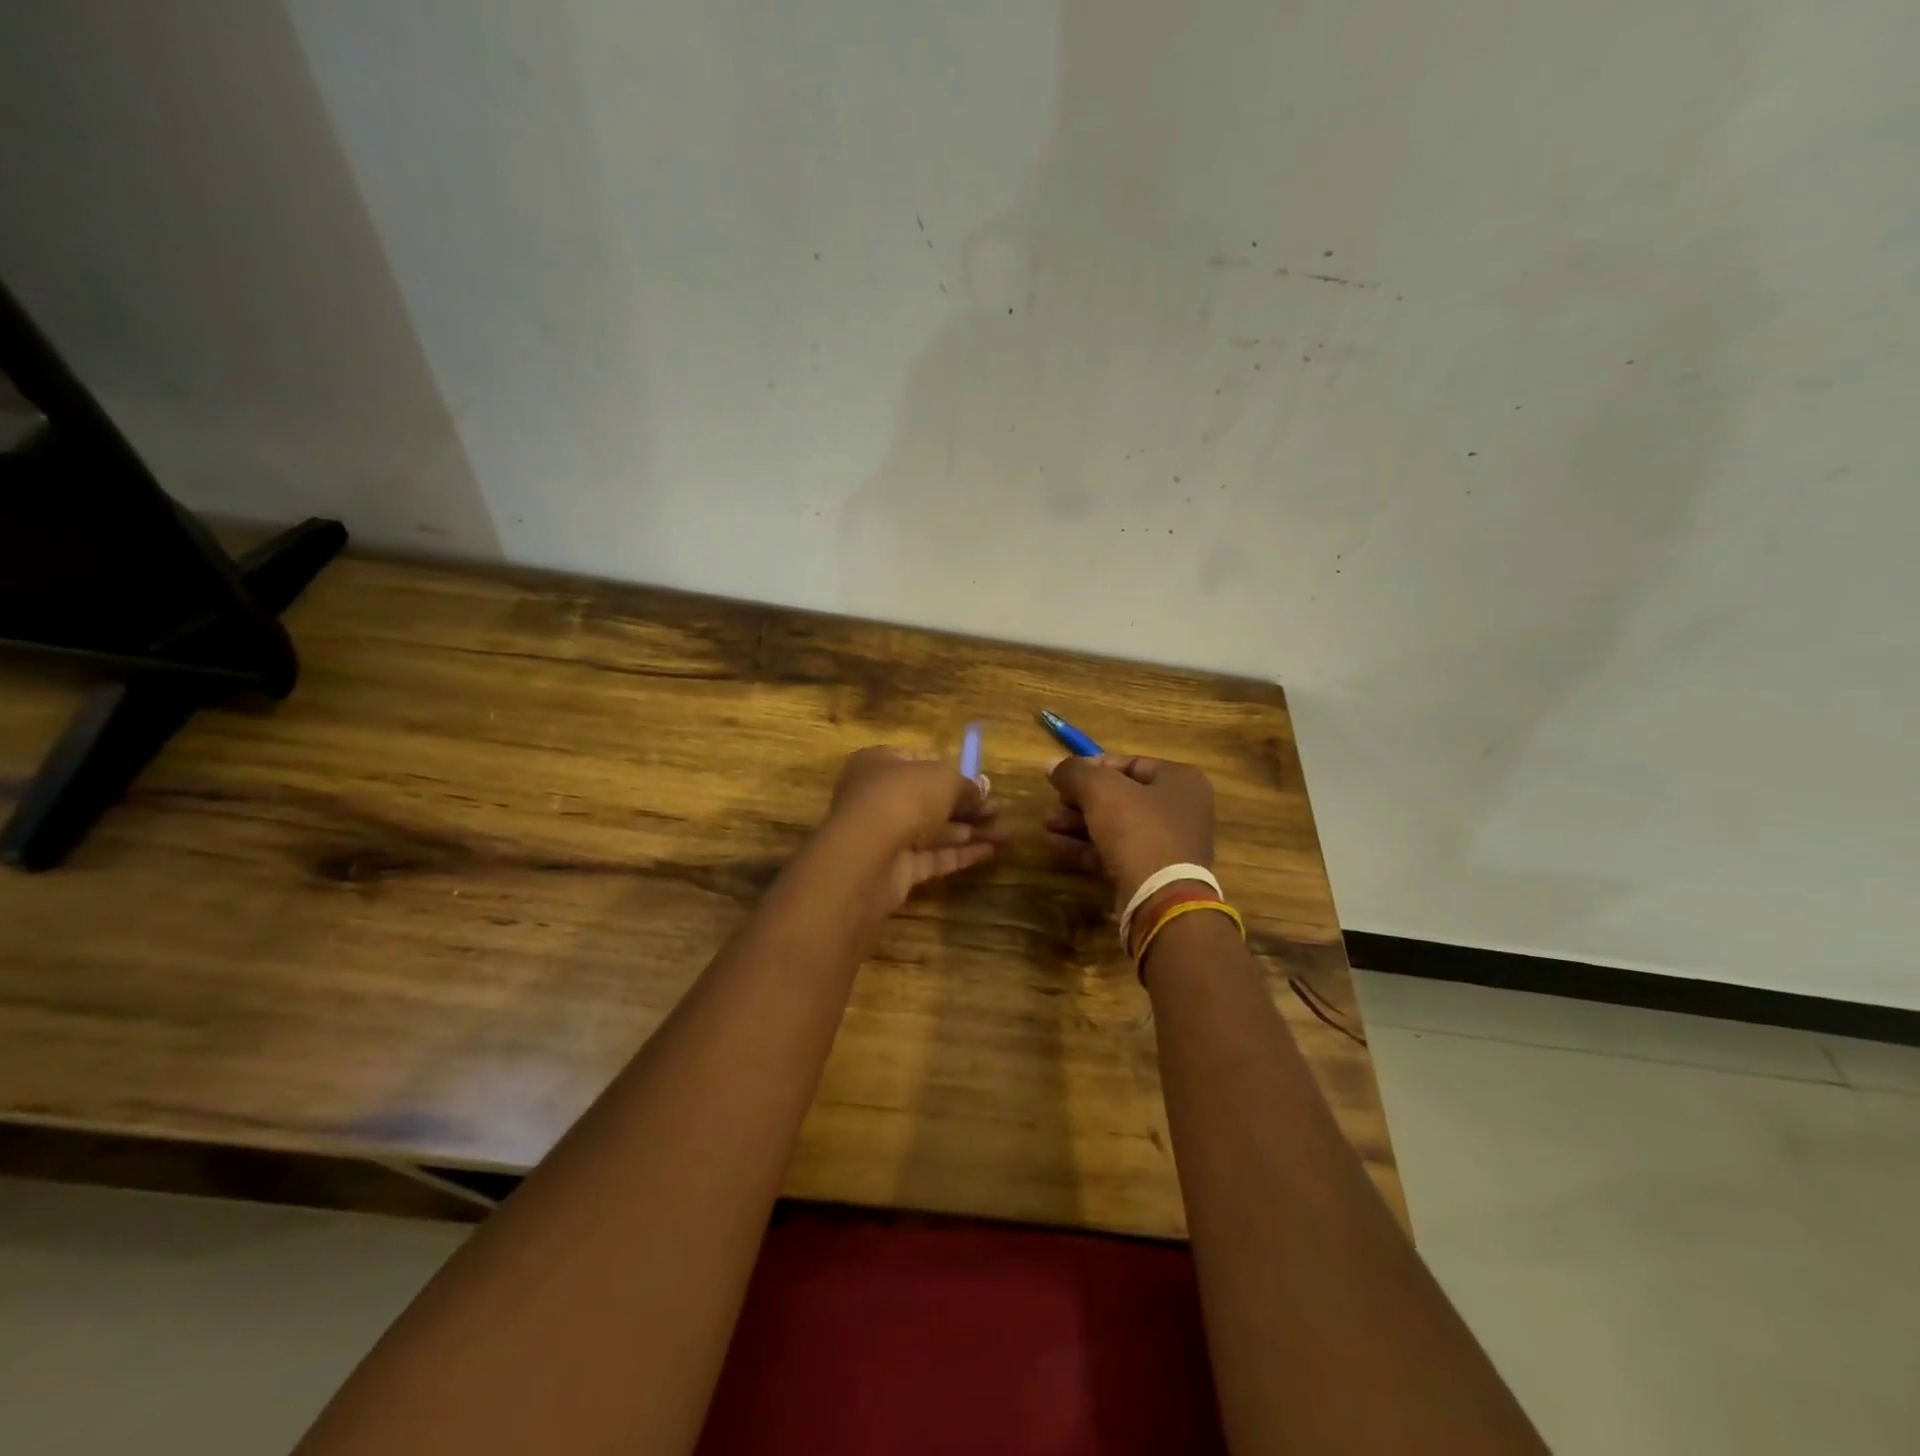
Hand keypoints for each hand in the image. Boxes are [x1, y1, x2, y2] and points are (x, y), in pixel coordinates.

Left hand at [822, 747, 1003, 915]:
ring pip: (934, 831)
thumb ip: (966, 785)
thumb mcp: (944, 778)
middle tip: (999, 812)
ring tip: (1006, 834)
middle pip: (929, 800)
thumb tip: (980, 794)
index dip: (952, 771)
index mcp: (880, 763)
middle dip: (966, 806)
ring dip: (970, 831)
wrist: (868, 854)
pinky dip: (961, 854)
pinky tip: (992, 852)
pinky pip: (933, 857)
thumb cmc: (903, 797)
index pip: (919, 762)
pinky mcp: (896, 869)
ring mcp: (886, 835)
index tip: (980, 784)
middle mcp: (879, 797)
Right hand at [1044, 755, 1214, 904]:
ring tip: (1047, 824)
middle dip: (1080, 800)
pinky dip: (1087, 847)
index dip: (1092, 768)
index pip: (1129, 764)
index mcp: (1179, 780)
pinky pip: (1115, 852)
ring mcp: (1168, 844)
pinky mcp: (1152, 873)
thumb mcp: (1100, 790)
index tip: (1063, 777)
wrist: (1161, 898)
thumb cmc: (1138, 830)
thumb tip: (1051, 764)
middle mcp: (1179, 809)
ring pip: (1115, 826)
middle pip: (1120, 796)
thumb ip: (1074, 772)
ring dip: (1078, 823)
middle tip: (1053, 804)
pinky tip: (1056, 845)